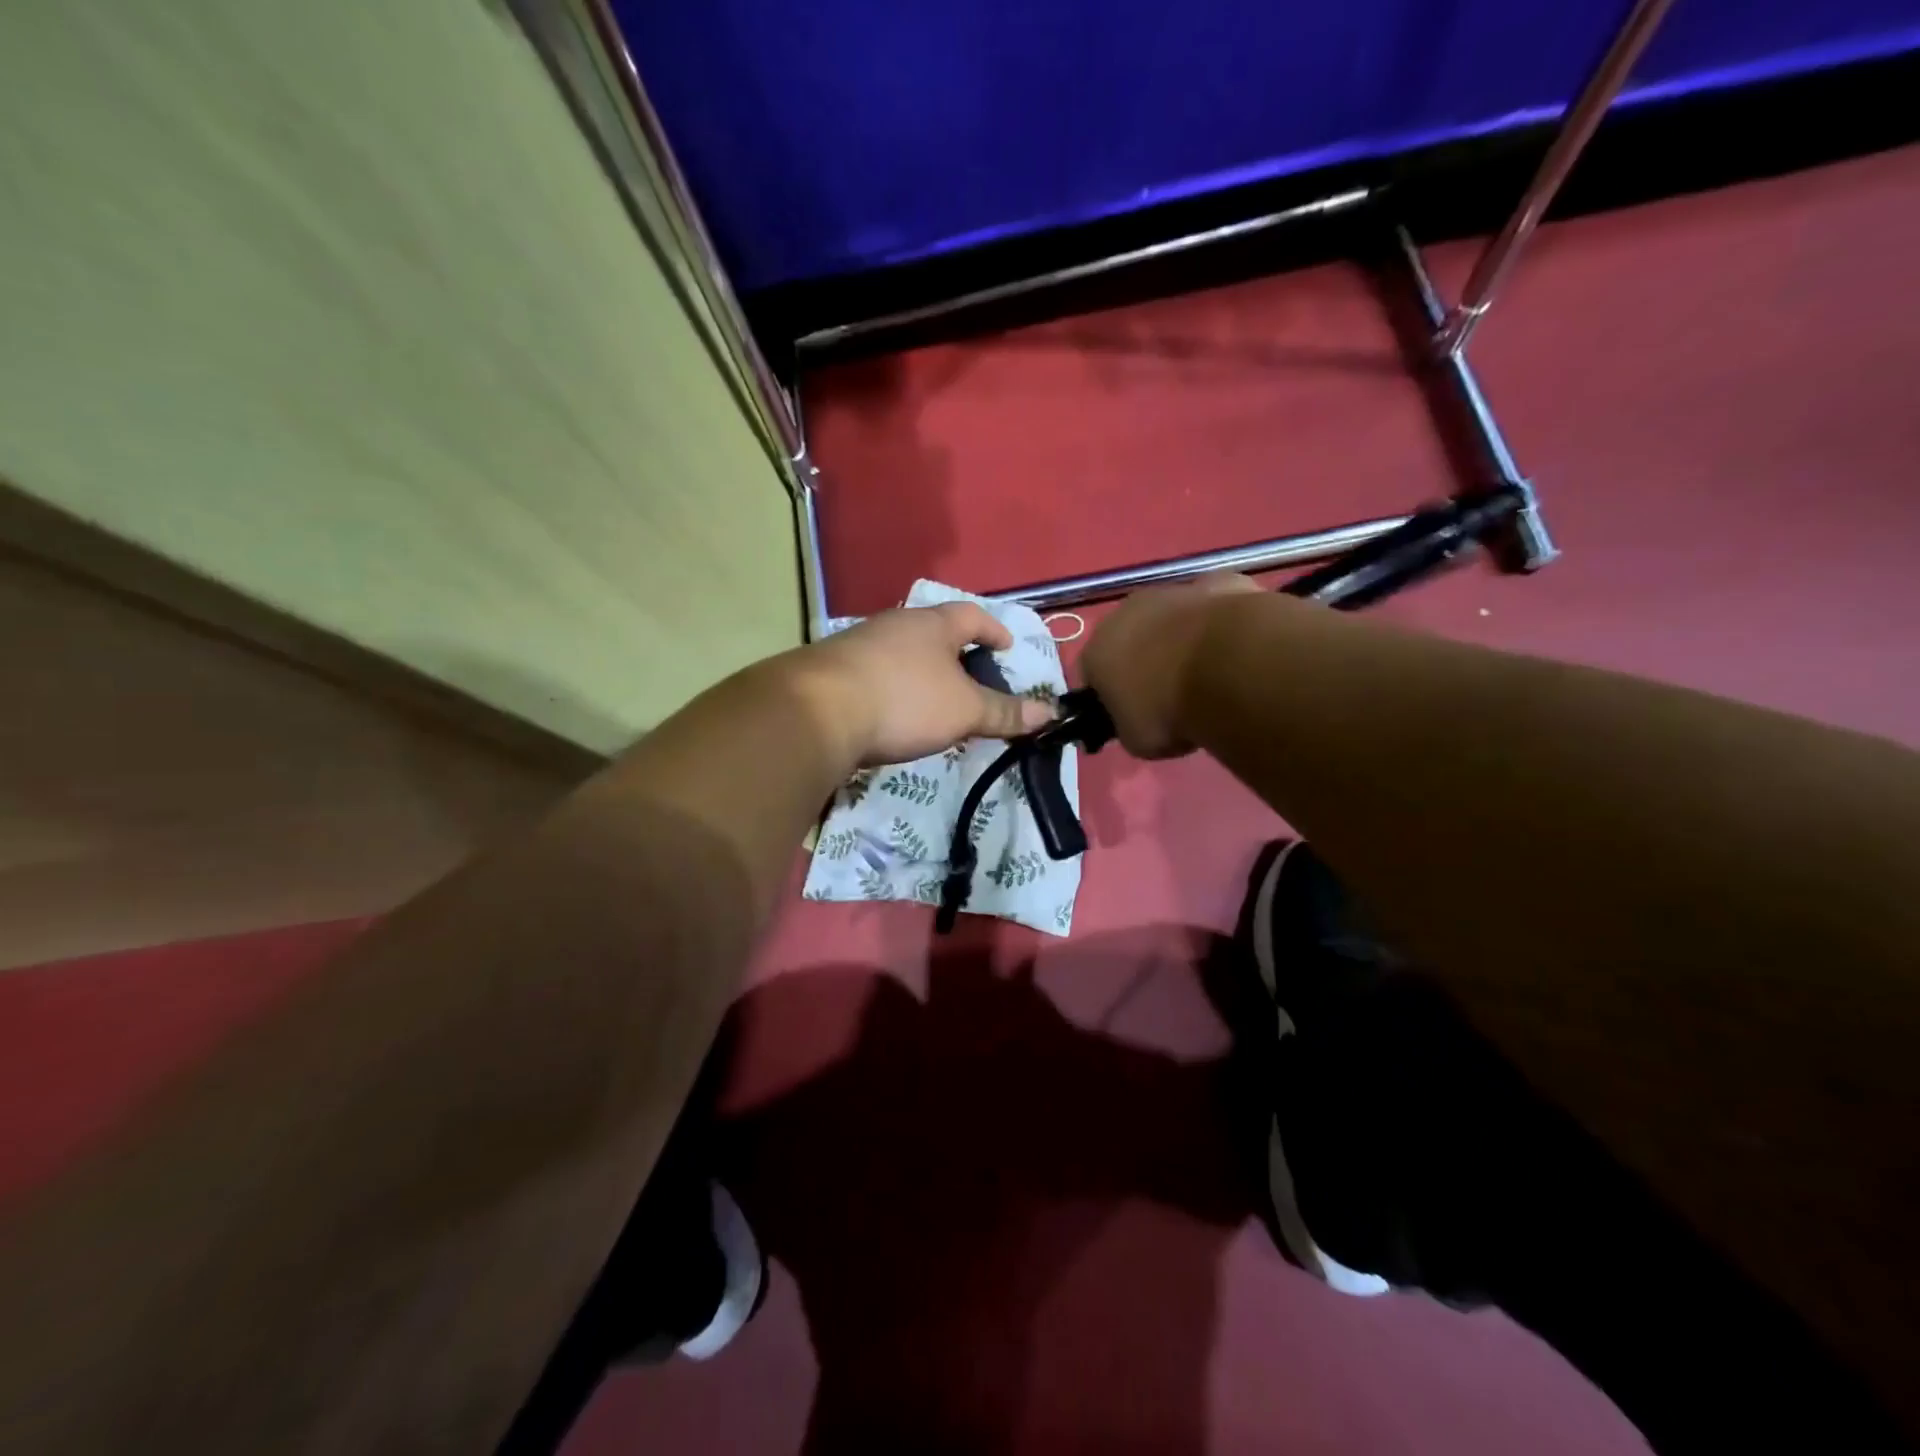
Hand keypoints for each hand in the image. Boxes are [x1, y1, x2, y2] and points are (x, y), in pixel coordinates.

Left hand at [790, 603, 1055, 766]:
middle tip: (972, 678)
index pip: (973, 615)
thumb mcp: (964, 710)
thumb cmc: (904, 700)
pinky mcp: (832, 670)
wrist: (817, 712)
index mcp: (932, 623)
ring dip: (921, 672)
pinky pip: (875, 674)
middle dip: (956, 652)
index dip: (994, 630)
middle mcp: (894, 624)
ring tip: (934, 700)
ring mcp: (858, 644)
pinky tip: (892, 713)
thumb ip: (1005, 712)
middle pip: (934, 631)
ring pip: (901, 652)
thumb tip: (1049, 712)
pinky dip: (893, 688)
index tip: (1007, 647)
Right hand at [1079, 572, 1261, 756]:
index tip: (1133, 715)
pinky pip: (1212, 605)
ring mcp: (1172, 592)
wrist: (1228, 667)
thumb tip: (1138, 720)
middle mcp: (1126, 613)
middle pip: (1129, 638)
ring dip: (1181, 637)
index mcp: (1097, 652)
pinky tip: (1237, 646)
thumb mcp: (1137, 740)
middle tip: (1171, 693)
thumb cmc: (1169, 710)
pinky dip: (1220, 622)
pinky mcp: (1217, 582)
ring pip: (1170, 617)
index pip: (1093, 675)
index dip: (1111, 696)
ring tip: (1210, 671)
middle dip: (1145, 660)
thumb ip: (1129, 724)